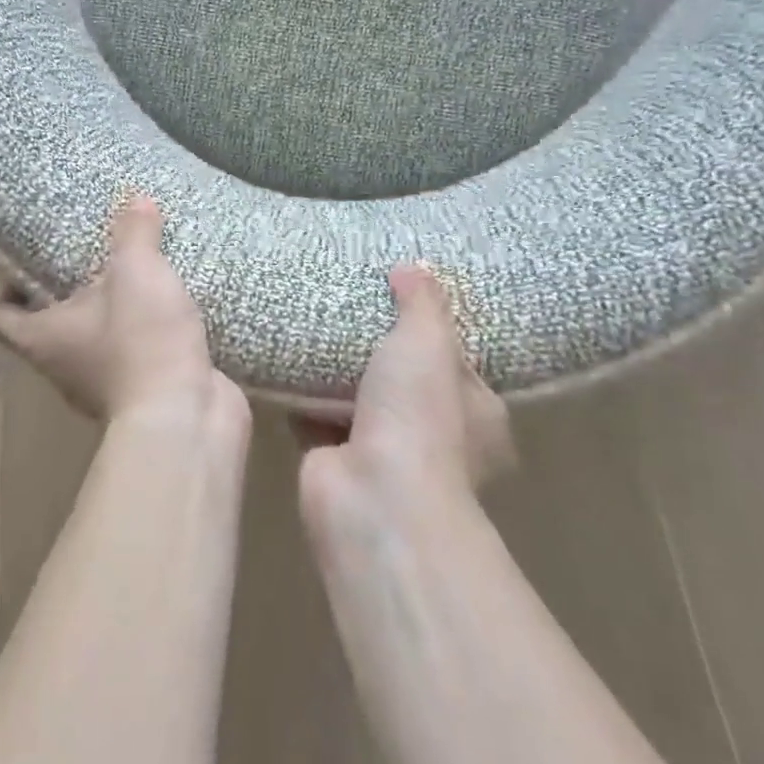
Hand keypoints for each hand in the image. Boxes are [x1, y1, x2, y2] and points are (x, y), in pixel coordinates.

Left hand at [0, 194, 244, 430]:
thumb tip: (134, 198)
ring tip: (126, 271)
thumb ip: (133, 233)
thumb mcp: (136, 272)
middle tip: (82, 251)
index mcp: (43, 337)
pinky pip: (134, 350)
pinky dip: (142, 330)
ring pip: (93, 338)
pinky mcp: (142, 389)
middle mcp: (63, 364)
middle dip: (62, 291)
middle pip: (46, 325)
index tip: (18, 258)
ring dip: (107, 310)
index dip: (1, 289)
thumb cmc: (141, 340)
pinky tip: (164, 304)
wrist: (186, 415)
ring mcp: (102, 382)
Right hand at [298, 264, 513, 525]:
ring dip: (339, 373)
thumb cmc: (420, 416)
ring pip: (360, 400)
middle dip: (380, 352)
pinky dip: (303, 395)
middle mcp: (437, 439)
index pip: (459, 365)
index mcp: (477, 416)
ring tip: (314, 321)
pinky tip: (285, 358)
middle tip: (351, 305)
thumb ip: (423, 303)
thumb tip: (414, 267)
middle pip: (406, 382)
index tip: (404, 299)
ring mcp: (385, 454)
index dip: (436, 333)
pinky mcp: (336, 461)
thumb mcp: (429, 342)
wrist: (374, 497)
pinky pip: (317, 416)